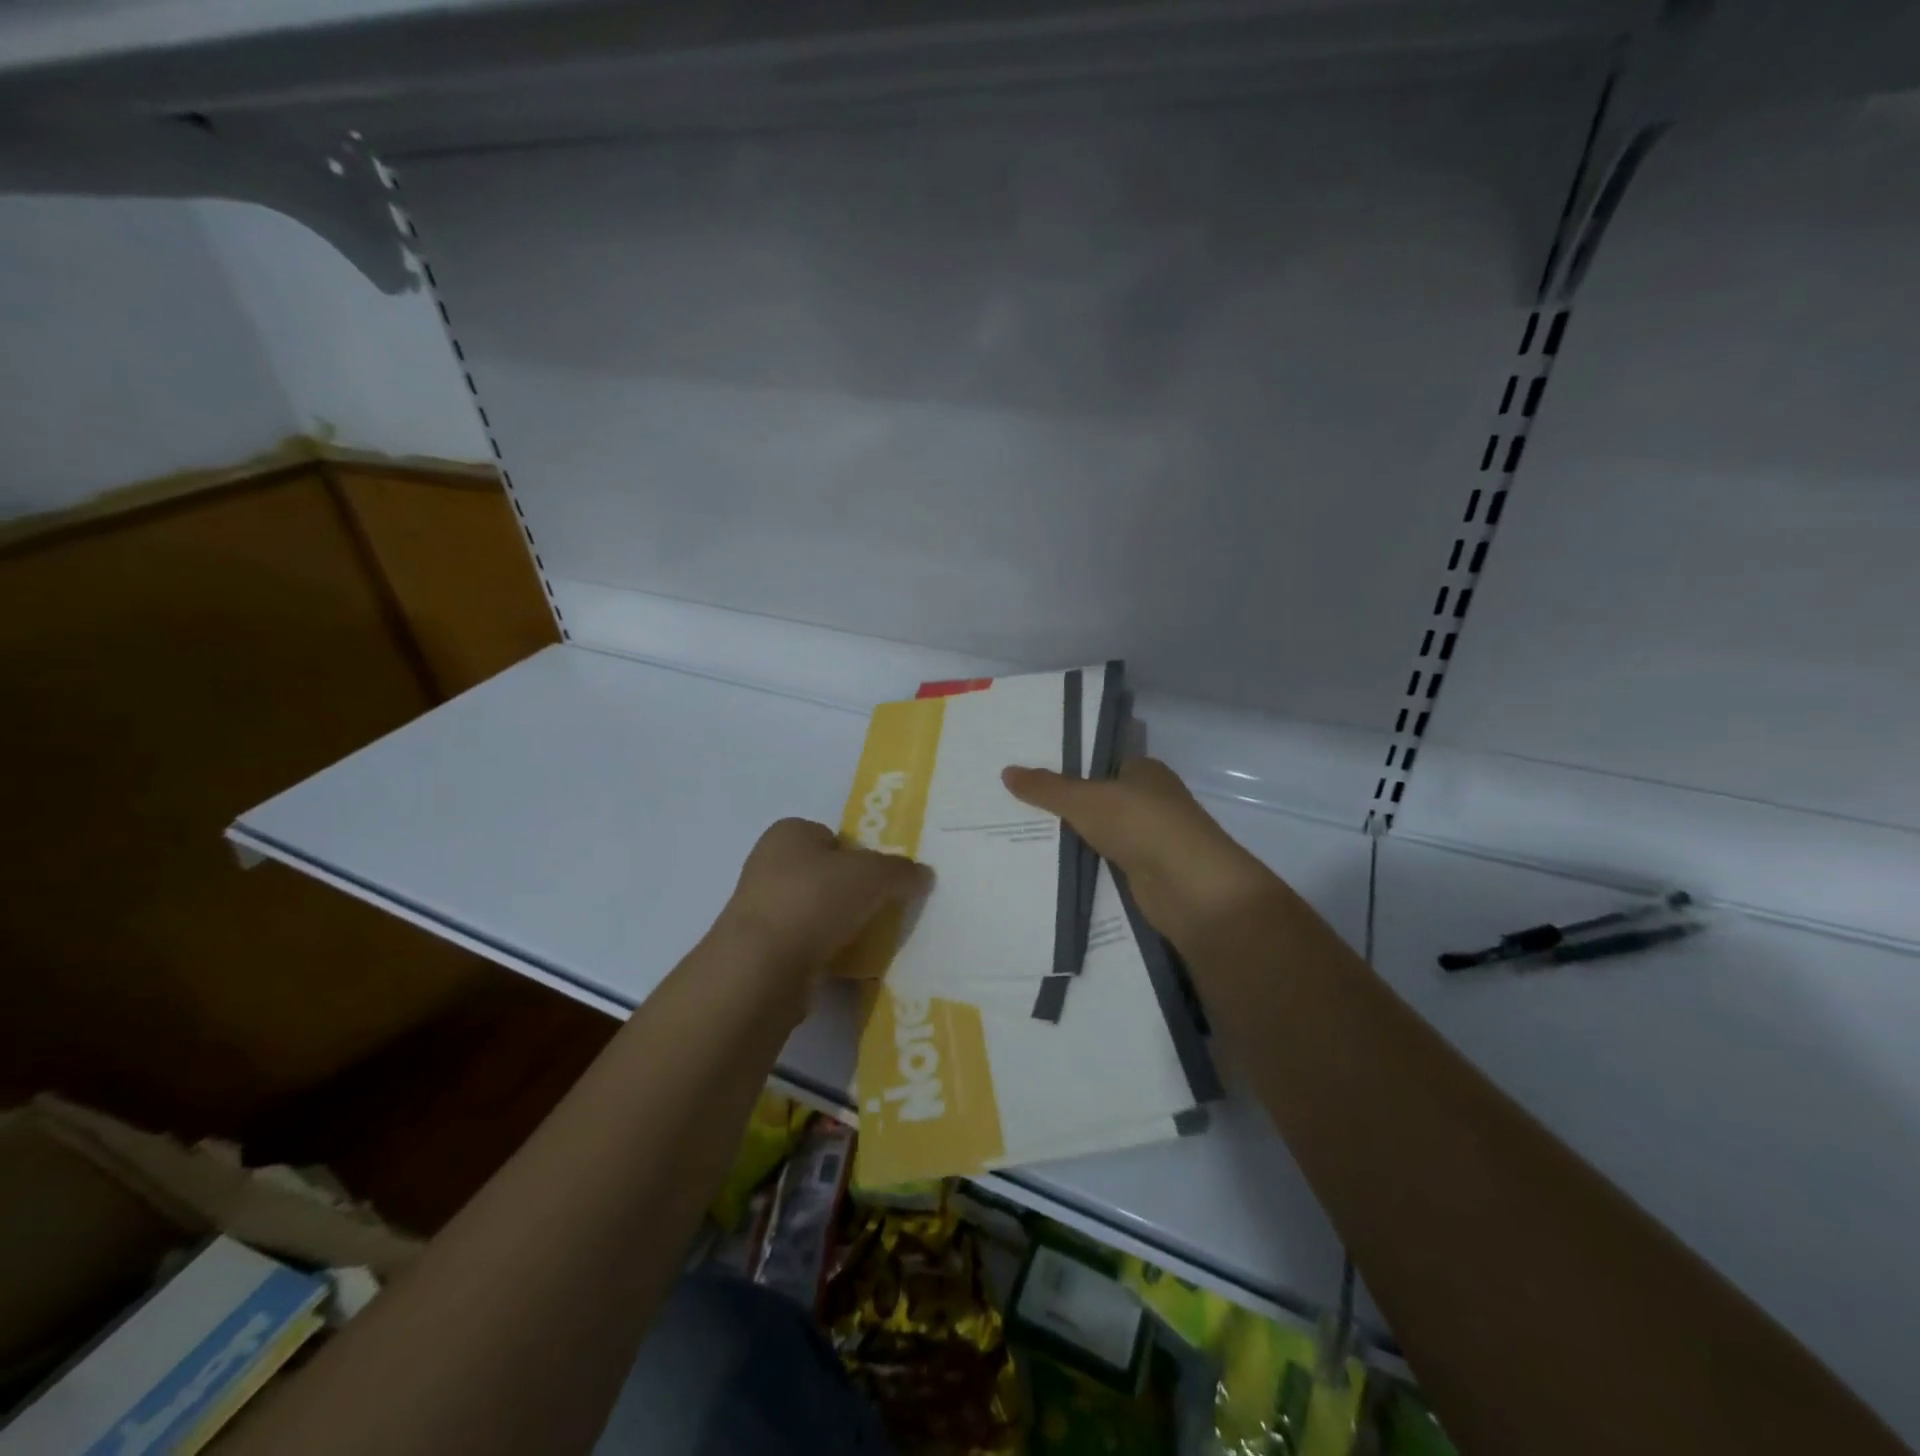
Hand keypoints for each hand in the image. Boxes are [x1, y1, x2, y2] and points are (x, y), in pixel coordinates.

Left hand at [717, 818, 930, 984]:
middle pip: (825, 875)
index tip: (881, 879)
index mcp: (788, 833)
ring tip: (870, 940)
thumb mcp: (873, 874)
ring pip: (816, 912)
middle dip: (853, 892)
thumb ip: (901, 870)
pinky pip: (807, 945)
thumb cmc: (816, 899)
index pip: (832, 837)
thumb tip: (923, 874)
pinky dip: (827, 953)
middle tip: (882, 909)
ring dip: (841, 925)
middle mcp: (768, 865)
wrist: (763, 967)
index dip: (860, 855)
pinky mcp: (762, 951)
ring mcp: (761, 910)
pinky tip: (848, 964)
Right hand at [1002, 757, 1278, 949]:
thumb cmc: (1142, 826)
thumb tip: (1007, 771)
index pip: (1097, 762)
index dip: (1063, 766)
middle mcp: (1147, 801)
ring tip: (1015, 835)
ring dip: (1067, 838)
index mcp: (1144, 771)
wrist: (1190, 889)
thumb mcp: (1086, 800)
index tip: (1024, 773)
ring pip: (1095, 833)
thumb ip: (1046, 788)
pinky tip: (1042, 868)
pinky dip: (1079, 866)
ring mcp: (1147, 839)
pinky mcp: (1142, 874)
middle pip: (1094, 799)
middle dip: (1058, 804)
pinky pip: (1101, 864)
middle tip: (1008, 804)